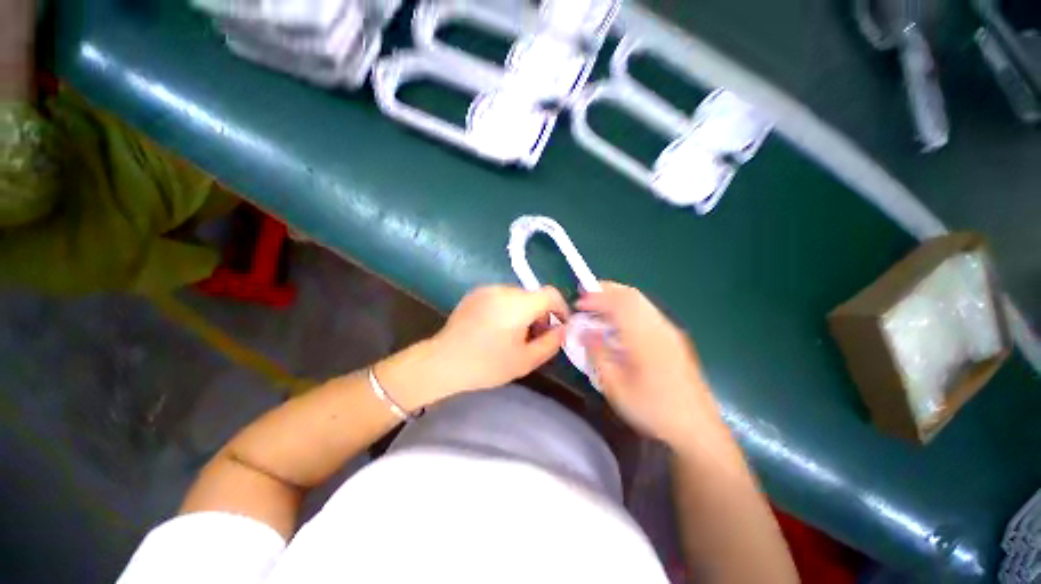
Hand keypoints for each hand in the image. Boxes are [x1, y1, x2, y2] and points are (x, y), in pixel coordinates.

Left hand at [427, 285, 569, 394]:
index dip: (561, 309)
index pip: (551, 294)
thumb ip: (551, 343)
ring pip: (519, 295)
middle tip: (536, 336)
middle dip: (542, 313)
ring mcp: (487, 289)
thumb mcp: (525, 360)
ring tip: (516, 333)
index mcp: (517, 304)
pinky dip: (509, 308)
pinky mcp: (476, 293)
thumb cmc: (486, 365)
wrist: (442, 362)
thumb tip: (563, 329)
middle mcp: (503, 289)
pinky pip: (502, 296)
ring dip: (525, 311)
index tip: (559, 327)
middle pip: (534, 295)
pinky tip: (498, 327)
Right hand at [577, 283, 722, 448]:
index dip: (597, 297)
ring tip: (599, 308)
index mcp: (644, 337)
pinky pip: (647, 312)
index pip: (619, 302)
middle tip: (587, 297)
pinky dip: (628, 308)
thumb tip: (585, 331)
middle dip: (607, 290)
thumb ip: (597, 354)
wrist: (696, 428)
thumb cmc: (651, 408)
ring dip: (617, 298)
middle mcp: (659, 327)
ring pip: (641, 301)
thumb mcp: (614, 386)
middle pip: (632, 295)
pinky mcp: (674, 338)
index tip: (578, 302)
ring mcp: (669, 331)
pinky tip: (619, 323)